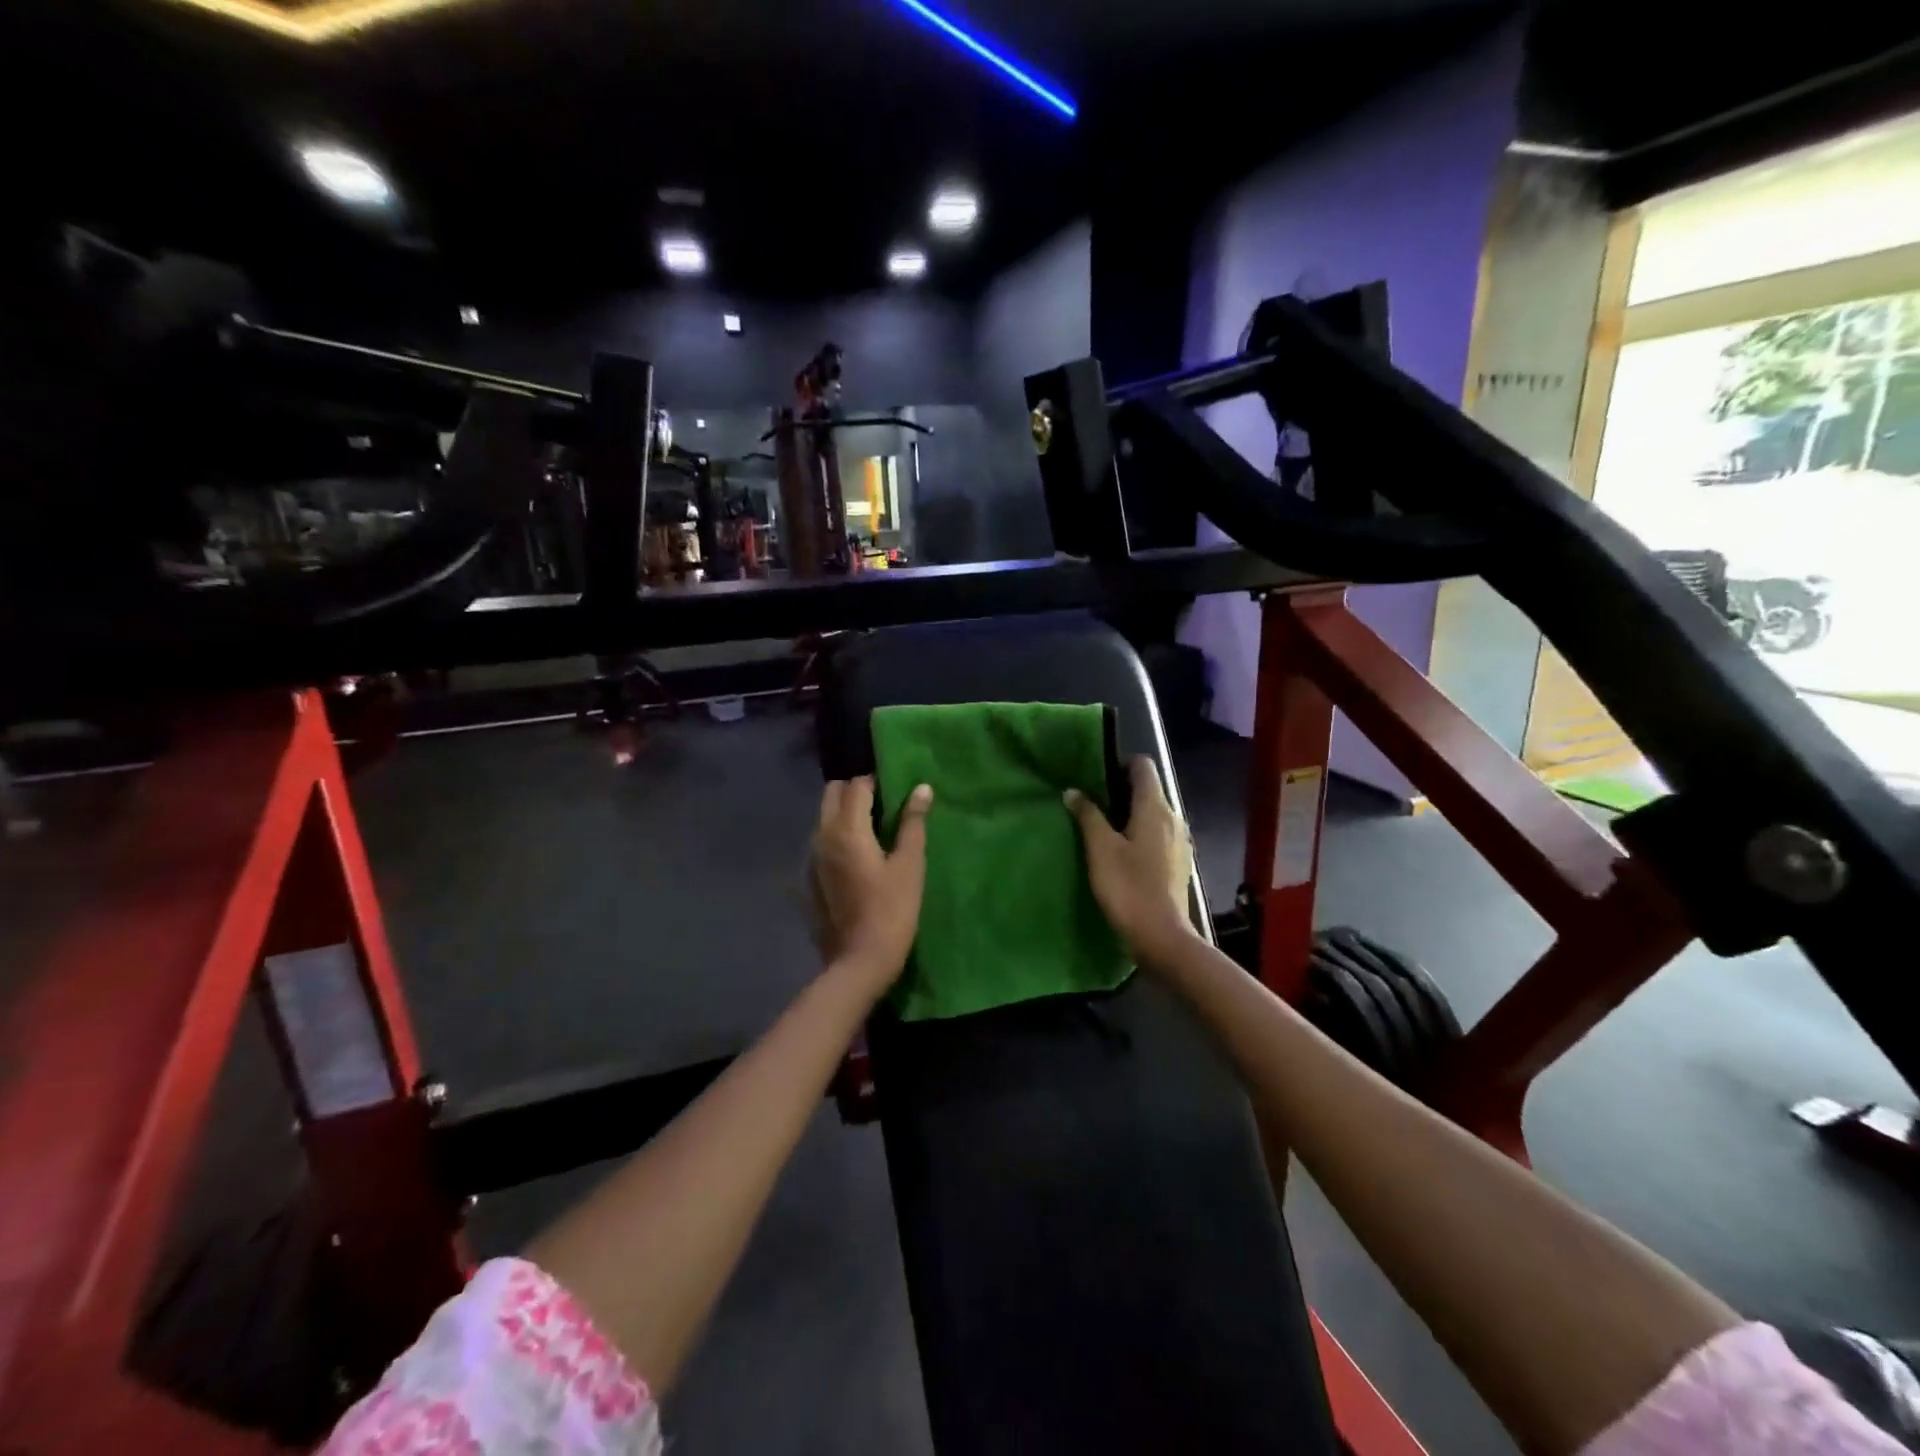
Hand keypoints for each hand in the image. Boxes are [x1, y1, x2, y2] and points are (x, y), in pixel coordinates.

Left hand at [809, 776, 933, 996]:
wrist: (859, 961)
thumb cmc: (892, 910)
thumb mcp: (910, 865)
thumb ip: (913, 823)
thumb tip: (921, 789)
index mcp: (847, 828)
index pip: (857, 785)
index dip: (876, 781)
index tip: (896, 790)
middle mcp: (822, 835)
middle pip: (832, 793)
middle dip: (855, 790)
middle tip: (882, 805)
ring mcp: (812, 857)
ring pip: (824, 817)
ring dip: (844, 812)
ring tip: (873, 829)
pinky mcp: (810, 877)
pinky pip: (821, 841)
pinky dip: (837, 835)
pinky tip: (859, 856)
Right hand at [1065, 756, 1196, 964]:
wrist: (1162, 936)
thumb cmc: (1128, 887)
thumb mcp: (1100, 849)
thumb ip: (1088, 815)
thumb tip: (1073, 791)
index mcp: (1155, 808)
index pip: (1144, 766)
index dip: (1121, 764)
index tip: (1097, 778)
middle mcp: (1173, 817)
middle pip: (1149, 789)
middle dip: (1121, 791)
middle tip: (1092, 804)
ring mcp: (1179, 841)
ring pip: (1153, 813)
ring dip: (1130, 814)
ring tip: (1103, 830)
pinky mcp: (1179, 861)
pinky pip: (1158, 834)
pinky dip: (1140, 834)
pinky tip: (1122, 853)